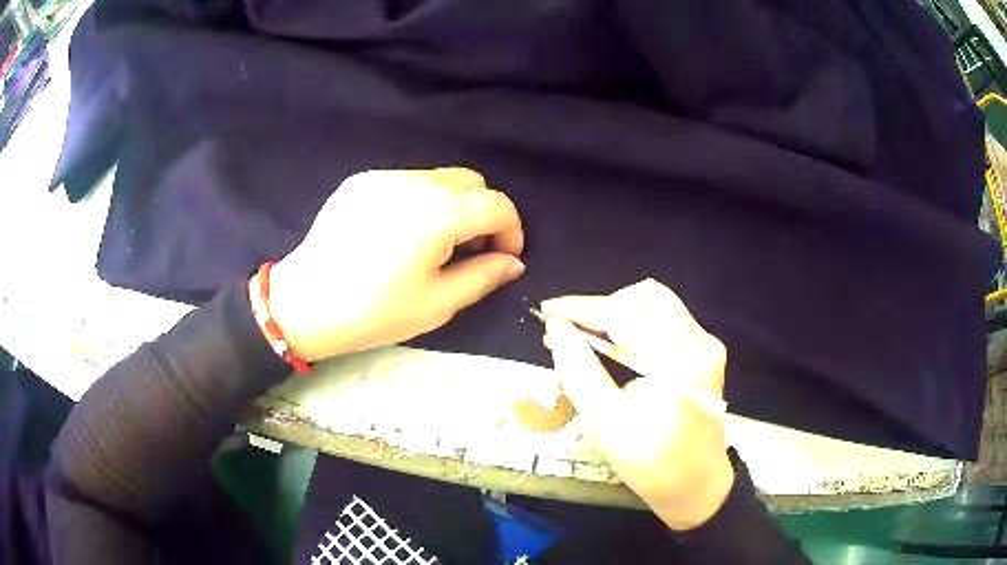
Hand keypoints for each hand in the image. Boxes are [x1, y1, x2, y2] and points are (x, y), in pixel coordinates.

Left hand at [260, 168, 524, 360]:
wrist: (304, 304)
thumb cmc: (374, 312)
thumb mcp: (438, 303)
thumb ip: (484, 276)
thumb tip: (512, 263)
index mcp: (437, 211)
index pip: (495, 204)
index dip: (511, 230)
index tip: (504, 259)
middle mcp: (414, 181)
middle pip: (470, 181)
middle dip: (483, 213)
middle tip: (472, 251)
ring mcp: (383, 177)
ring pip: (439, 178)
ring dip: (452, 205)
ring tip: (436, 243)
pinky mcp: (360, 182)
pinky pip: (407, 182)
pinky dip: (421, 201)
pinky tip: (402, 234)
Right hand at [541, 279, 733, 530]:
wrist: (697, 486)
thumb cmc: (652, 465)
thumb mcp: (605, 424)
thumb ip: (578, 371)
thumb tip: (556, 328)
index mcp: (680, 362)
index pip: (626, 315)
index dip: (582, 309)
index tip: (547, 310)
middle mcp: (700, 341)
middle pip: (642, 300)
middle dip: (597, 310)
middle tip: (564, 332)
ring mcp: (706, 342)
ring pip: (654, 302)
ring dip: (615, 312)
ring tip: (586, 336)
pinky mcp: (704, 349)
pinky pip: (665, 317)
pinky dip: (633, 321)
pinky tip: (614, 342)